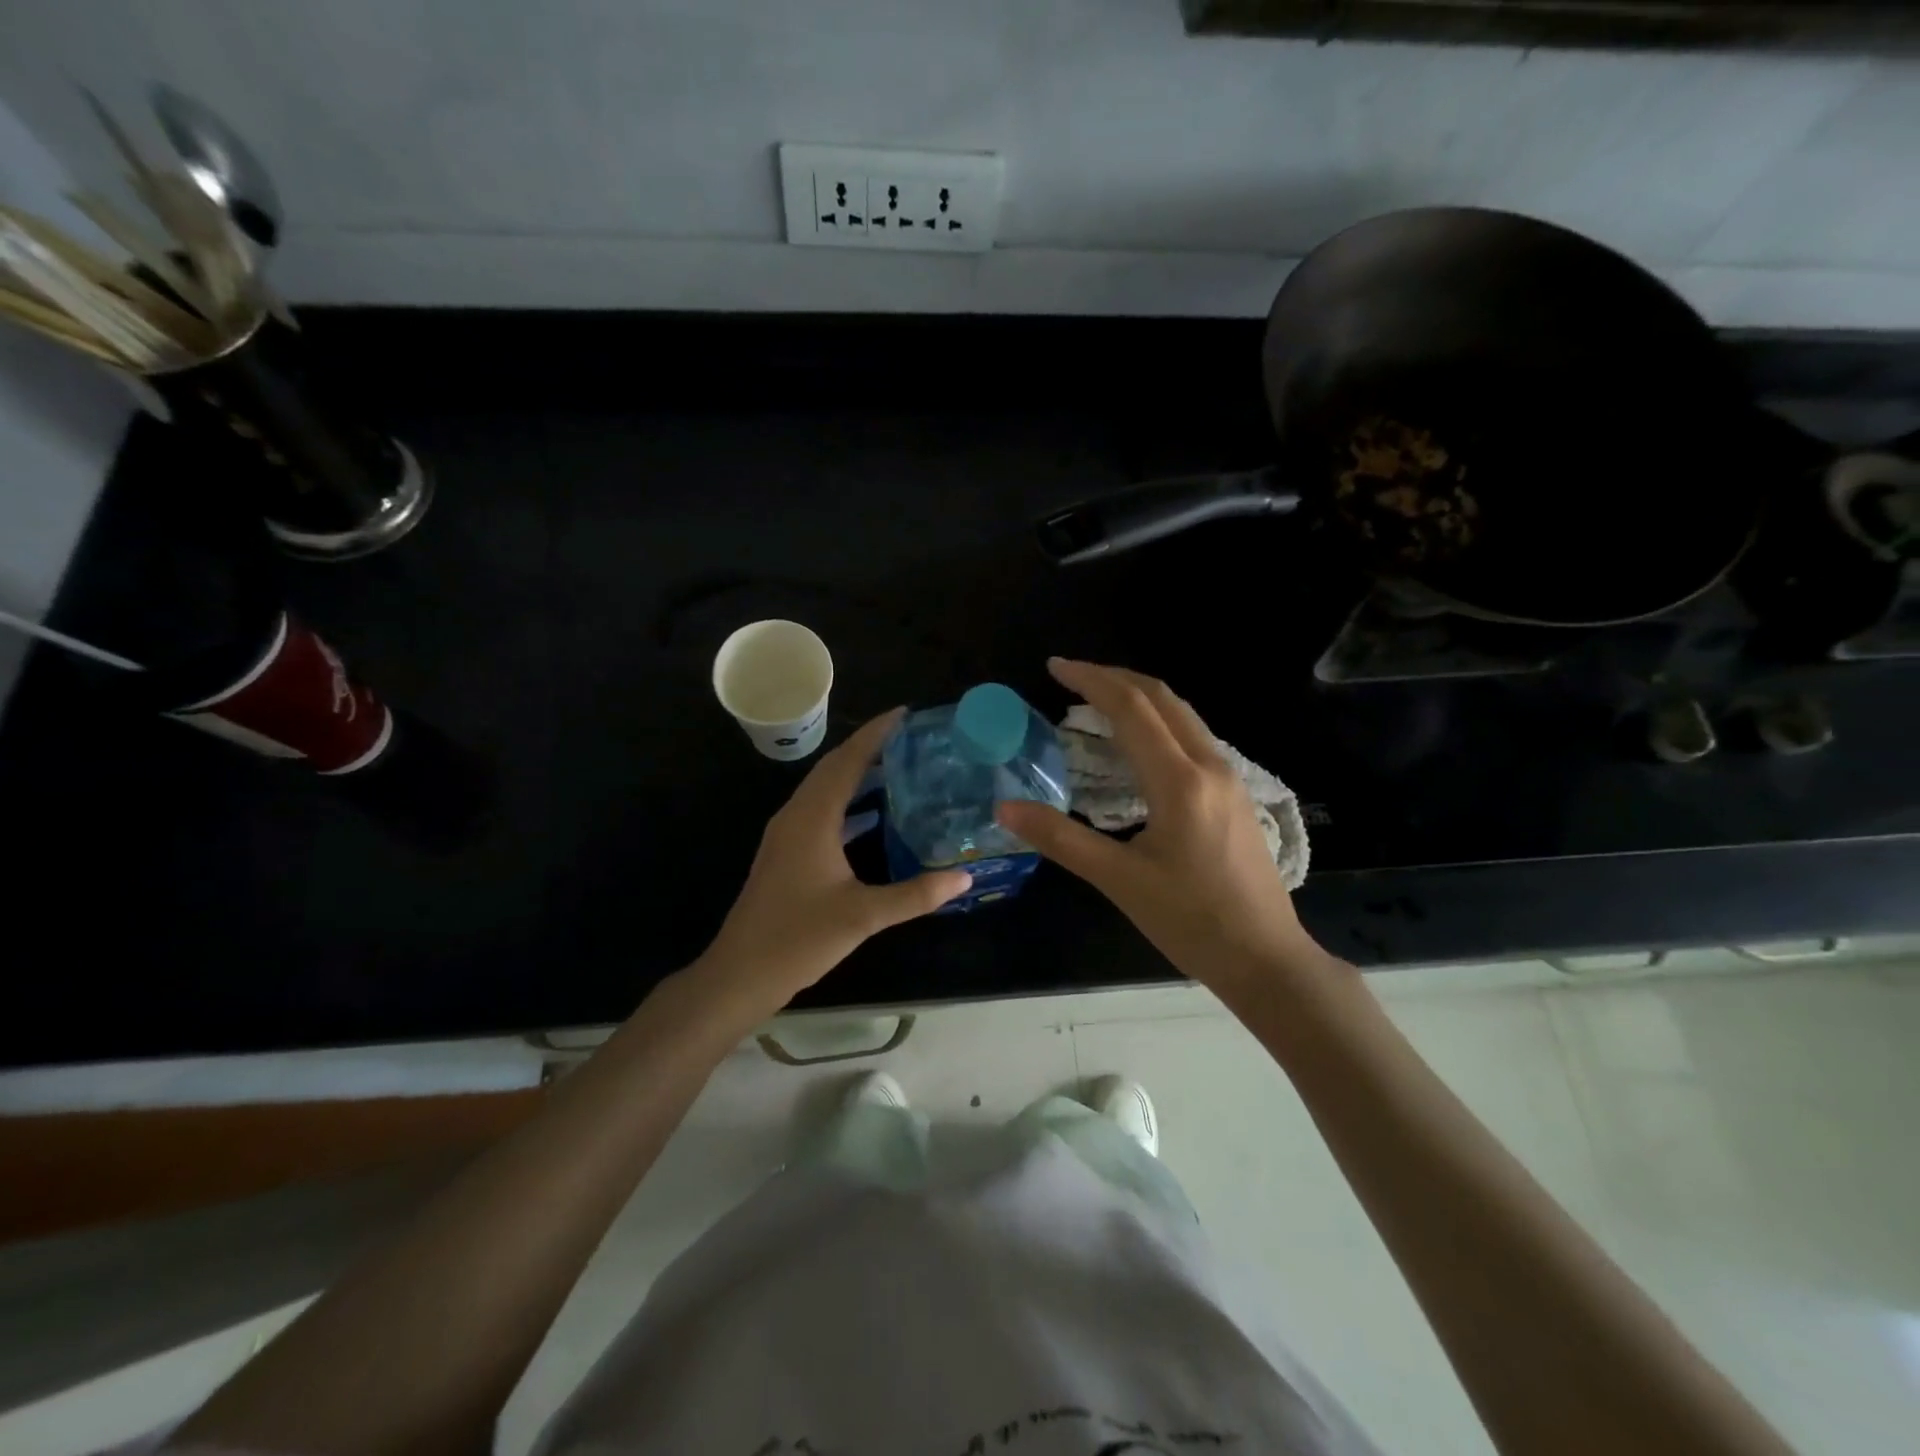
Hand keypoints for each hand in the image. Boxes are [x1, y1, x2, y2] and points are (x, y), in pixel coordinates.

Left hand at [694, 709, 971, 1018]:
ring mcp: (787, 835)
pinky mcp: (786, 853)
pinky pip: (820, 811)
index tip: (905, 713)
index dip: (875, 734)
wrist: (740, 973)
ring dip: (857, 774)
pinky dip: (846, 802)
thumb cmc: (798, 938)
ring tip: (897, 767)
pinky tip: (871, 815)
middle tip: (909, 738)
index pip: (847, 761)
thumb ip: (916, 894)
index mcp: (812, 818)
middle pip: (834, 768)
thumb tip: (965, 876)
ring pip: (824, 789)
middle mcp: (796, 816)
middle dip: (869, 747)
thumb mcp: (863, 916)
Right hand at [996, 659, 1332, 1003]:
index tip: (1054, 667)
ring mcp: (1229, 778)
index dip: (1090, 680)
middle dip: (1114, 677)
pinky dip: (1157, 720)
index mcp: (1179, 781)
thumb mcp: (1119, 881)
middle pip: (1161, 698)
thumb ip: (1060, 839)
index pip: (1131, 709)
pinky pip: (1192, 736)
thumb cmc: (1191, 922)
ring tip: (1097, 698)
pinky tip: (1137, 741)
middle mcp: (1209, 766)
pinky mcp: (1235, 794)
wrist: (1266, 959)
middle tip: (1070, 675)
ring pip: (1181, 714)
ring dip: (1138, 696)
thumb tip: (1004, 808)